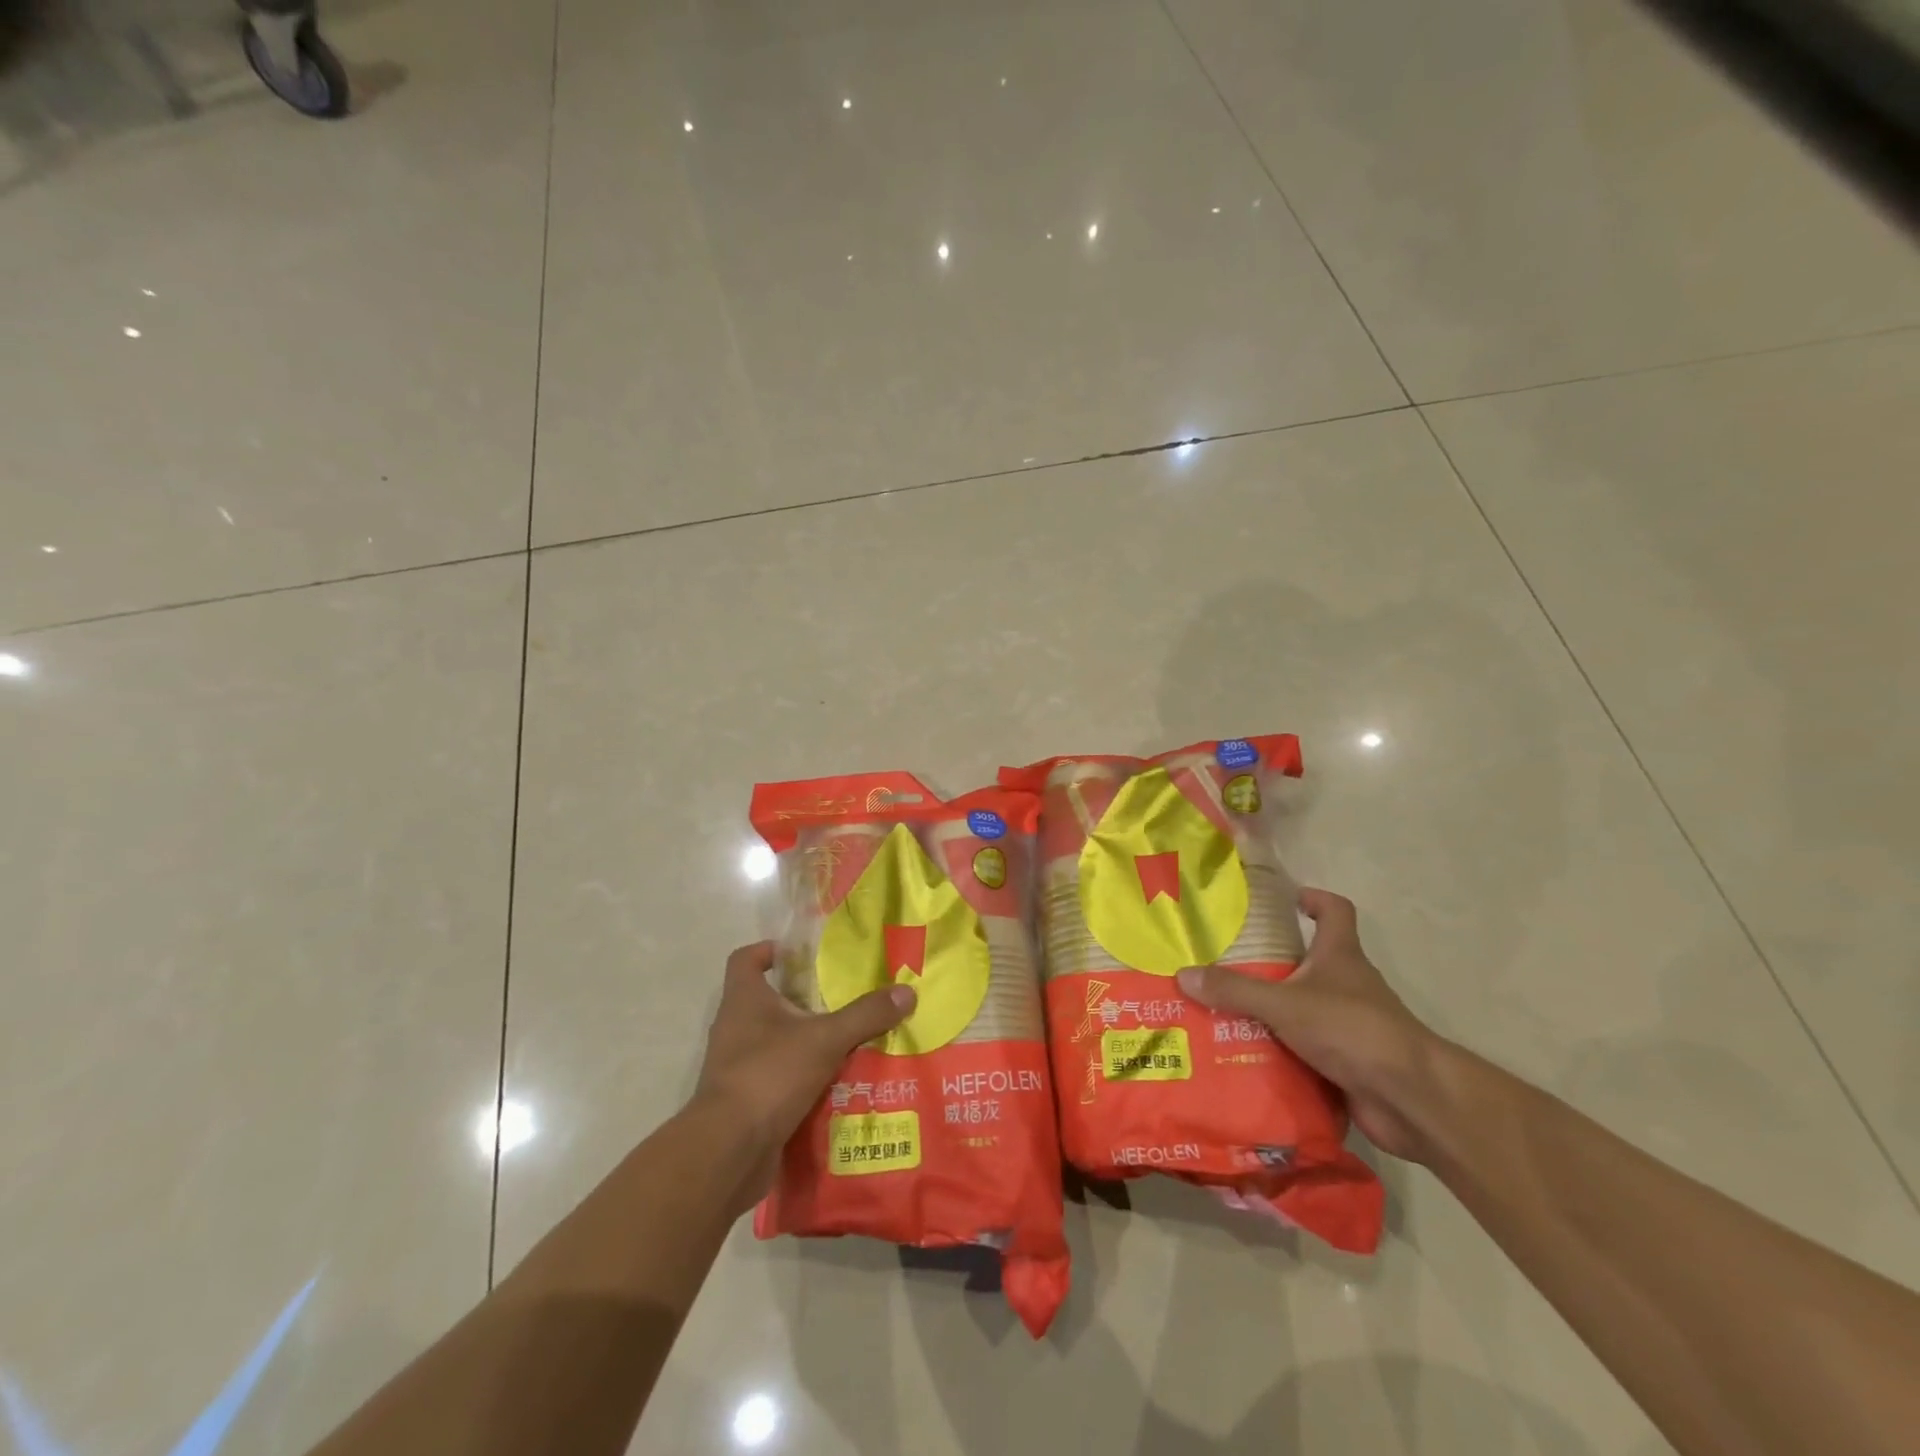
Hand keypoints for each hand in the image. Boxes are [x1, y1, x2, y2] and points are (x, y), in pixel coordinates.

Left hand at [693, 942, 915, 1201]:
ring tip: (848, 1040)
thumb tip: (907, 991)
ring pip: (775, 1042)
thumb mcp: (826, 1039)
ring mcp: (737, 1067)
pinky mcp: (745, 1102)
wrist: (728, 1152)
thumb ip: (866, 1015)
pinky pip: (778, 1078)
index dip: (769, 950)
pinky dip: (802, 1078)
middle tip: (843, 997)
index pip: (745, 959)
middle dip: (803, 999)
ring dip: (805, 1041)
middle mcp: (734, 1028)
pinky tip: (836, 1083)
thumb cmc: (769, 1075)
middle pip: (766, 1000)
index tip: (802, 954)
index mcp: (744, 1000)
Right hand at [1177, 889, 1446, 1162]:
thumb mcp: (1284, 1003)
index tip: (1286, 901)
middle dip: (1273, 962)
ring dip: (1273, 1010)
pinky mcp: (1348, 1062)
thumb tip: (1183, 974)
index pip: (1335, 911)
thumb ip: (1235, 990)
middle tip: (1227, 964)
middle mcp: (1348, 984)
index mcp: (1340, 956)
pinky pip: (1306, 1048)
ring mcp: (1351, 1025)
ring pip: (1305, 1007)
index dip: (1314, 899)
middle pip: (1312, 960)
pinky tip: (1246, 1055)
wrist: (1409, 1097)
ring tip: (1223, 1011)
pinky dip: (1281, 1050)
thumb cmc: (1352, 1029)